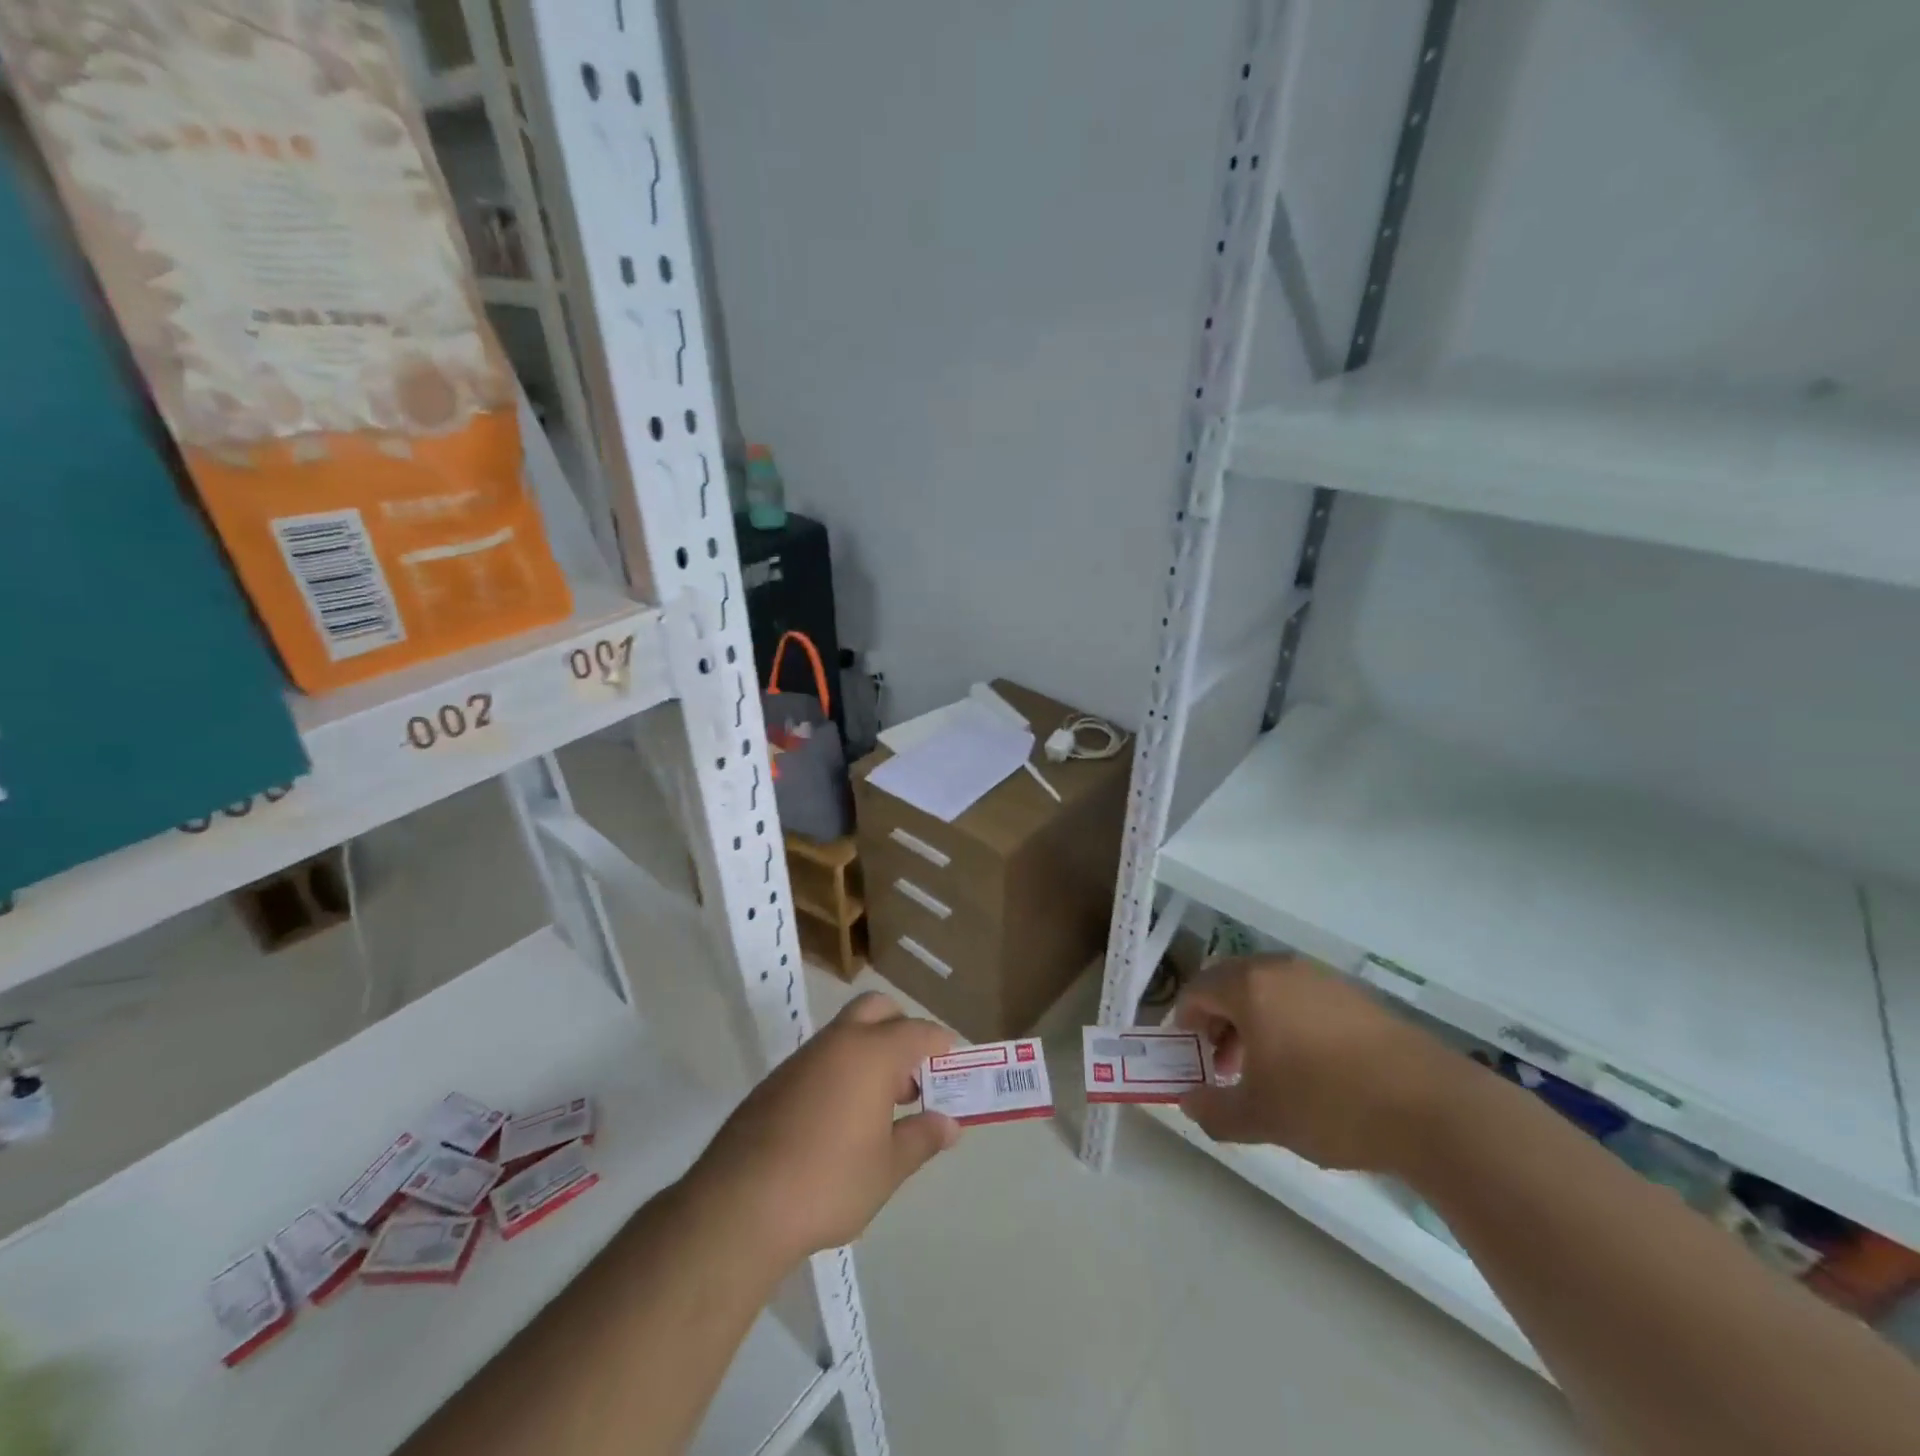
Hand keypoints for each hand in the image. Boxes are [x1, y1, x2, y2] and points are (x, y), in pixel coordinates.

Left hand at [685, 992, 961, 1268]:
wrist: (739, 1205)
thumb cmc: (829, 1182)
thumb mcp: (887, 1168)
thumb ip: (922, 1139)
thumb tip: (949, 1124)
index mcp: (871, 1053)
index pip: (918, 1031)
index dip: (940, 1042)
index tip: (953, 1061)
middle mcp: (837, 1042)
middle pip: (877, 1009)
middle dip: (901, 1029)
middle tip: (913, 1076)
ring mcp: (802, 1058)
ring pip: (846, 1032)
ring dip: (870, 1052)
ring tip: (881, 1107)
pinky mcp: (775, 1081)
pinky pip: (821, 1058)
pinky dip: (841, 1071)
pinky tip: (840, 1121)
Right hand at [1174, 955, 1465, 1172]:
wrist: (1432, 1107)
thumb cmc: (1328, 1103)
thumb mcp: (1260, 1117)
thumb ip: (1214, 1109)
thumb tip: (1189, 1102)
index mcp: (1250, 986)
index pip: (1197, 990)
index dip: (1185, 1023)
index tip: (1192, 1059)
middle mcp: (1282, 970)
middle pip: (1231, 984)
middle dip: (1219, 1022)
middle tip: (1225, 1066)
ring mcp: (1323, 979)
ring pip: (1269, 992)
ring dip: (1254, 1024)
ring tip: (1268, 1072)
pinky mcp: (1357, 997)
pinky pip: (1303, 1000)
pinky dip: (1290, 1024)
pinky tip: (1311, 1069)